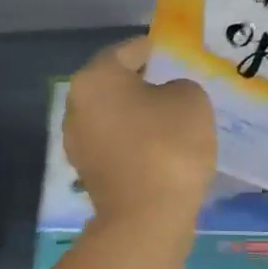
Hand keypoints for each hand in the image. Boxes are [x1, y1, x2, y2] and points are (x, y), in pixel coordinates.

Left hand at [66, 38, 215, 223]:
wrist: (146, 217)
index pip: (128, 51)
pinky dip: (135, 142)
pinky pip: (116, 145)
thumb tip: (165, 97)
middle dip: (145, 83)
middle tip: (178, 86)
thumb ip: (178, 85)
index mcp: (94, 78)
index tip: (176, 55)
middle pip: (115, 84)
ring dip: (139, 115)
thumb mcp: (191, 99)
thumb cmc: (168, 146)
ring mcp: (78, 142)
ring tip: (173, 119)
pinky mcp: (88, 172)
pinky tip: (161, 148)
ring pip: (114, 116)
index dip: (155, 50)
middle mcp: (76, 105)